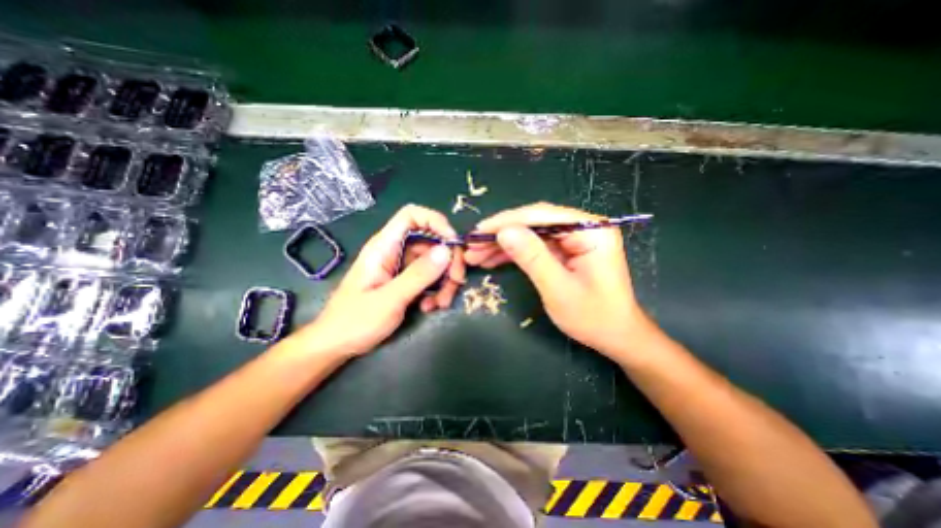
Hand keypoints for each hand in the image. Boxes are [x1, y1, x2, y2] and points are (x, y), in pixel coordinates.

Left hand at [288, 204, 462, 356]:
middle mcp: (395, 252)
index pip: (411, 216)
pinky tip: (431, 307)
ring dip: (445, 280)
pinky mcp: (406, 282)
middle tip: (456, 281)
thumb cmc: (355, 321)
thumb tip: (447, 250)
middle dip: (448, 260)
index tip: (453, 243)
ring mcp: (402, 268)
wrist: (337, 345)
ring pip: (435, 262)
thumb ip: (418, 275)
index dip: (435, 222)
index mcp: (384, 246)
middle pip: (431, 241)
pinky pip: (430, 278)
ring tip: (441, 303)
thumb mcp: (389, 299)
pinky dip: (437, 290)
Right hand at [464, 201, 654, 358]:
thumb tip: (503, 231)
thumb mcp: (559, 289)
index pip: (542, 215)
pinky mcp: (565, 250)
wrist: (615, 336)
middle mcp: (583, 227)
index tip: (479, 232)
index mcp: (591, 230)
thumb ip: (532, 257)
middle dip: (501, 234)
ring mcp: (574, 239)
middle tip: (472, 246)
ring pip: (530, 234)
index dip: (507, 221)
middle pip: (534, 222)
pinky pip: (535, 246)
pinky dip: (513, 253)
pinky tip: (492, 259)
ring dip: (503, 244)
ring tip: (476, 255)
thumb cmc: (594, 317)